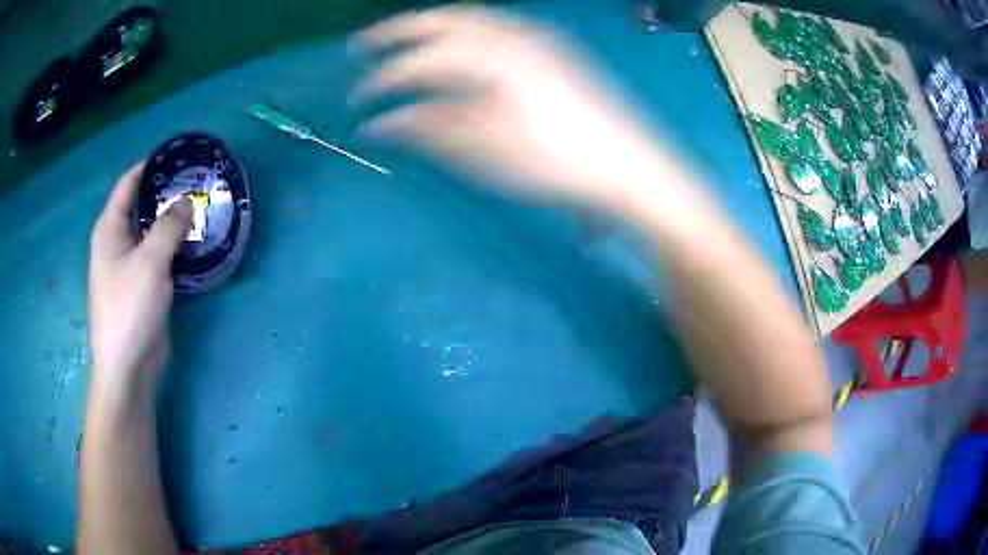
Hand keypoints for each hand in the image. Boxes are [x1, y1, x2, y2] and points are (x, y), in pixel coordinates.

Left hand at [88, 164, 191, 402]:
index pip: (128, 184)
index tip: (177, 156)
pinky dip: (174, 247)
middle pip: (142, 206)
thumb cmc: (129, 308)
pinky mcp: (143, 287)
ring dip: (173, 222)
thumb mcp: (150, 262)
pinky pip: (159, 257)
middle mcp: (117, 243)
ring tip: (201, 209)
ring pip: (152, 233)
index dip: (150, 166)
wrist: (128, 367)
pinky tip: (193, 243)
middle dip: (166, 193)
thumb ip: (169, 227)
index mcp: (110, 229)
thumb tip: (186, 203)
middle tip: (197, 183)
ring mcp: (130, 266)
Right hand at [351, 7, 684, 208]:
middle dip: (397, 31)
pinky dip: (466, 26)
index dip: (382, 79)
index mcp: (489, 60)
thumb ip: (429, 128)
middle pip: (440, 21)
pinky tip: (460, 39)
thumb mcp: (487, 151)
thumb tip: (381, 124)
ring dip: (431, 23)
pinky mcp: (554, 47)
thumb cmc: (556, 162)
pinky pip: (497, 23)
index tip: (357, 100)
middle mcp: (509, 35)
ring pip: (470, 17)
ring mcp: (536, 37)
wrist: (627, 165)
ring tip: (405, 37)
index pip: (419, 61)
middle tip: (364, 45)